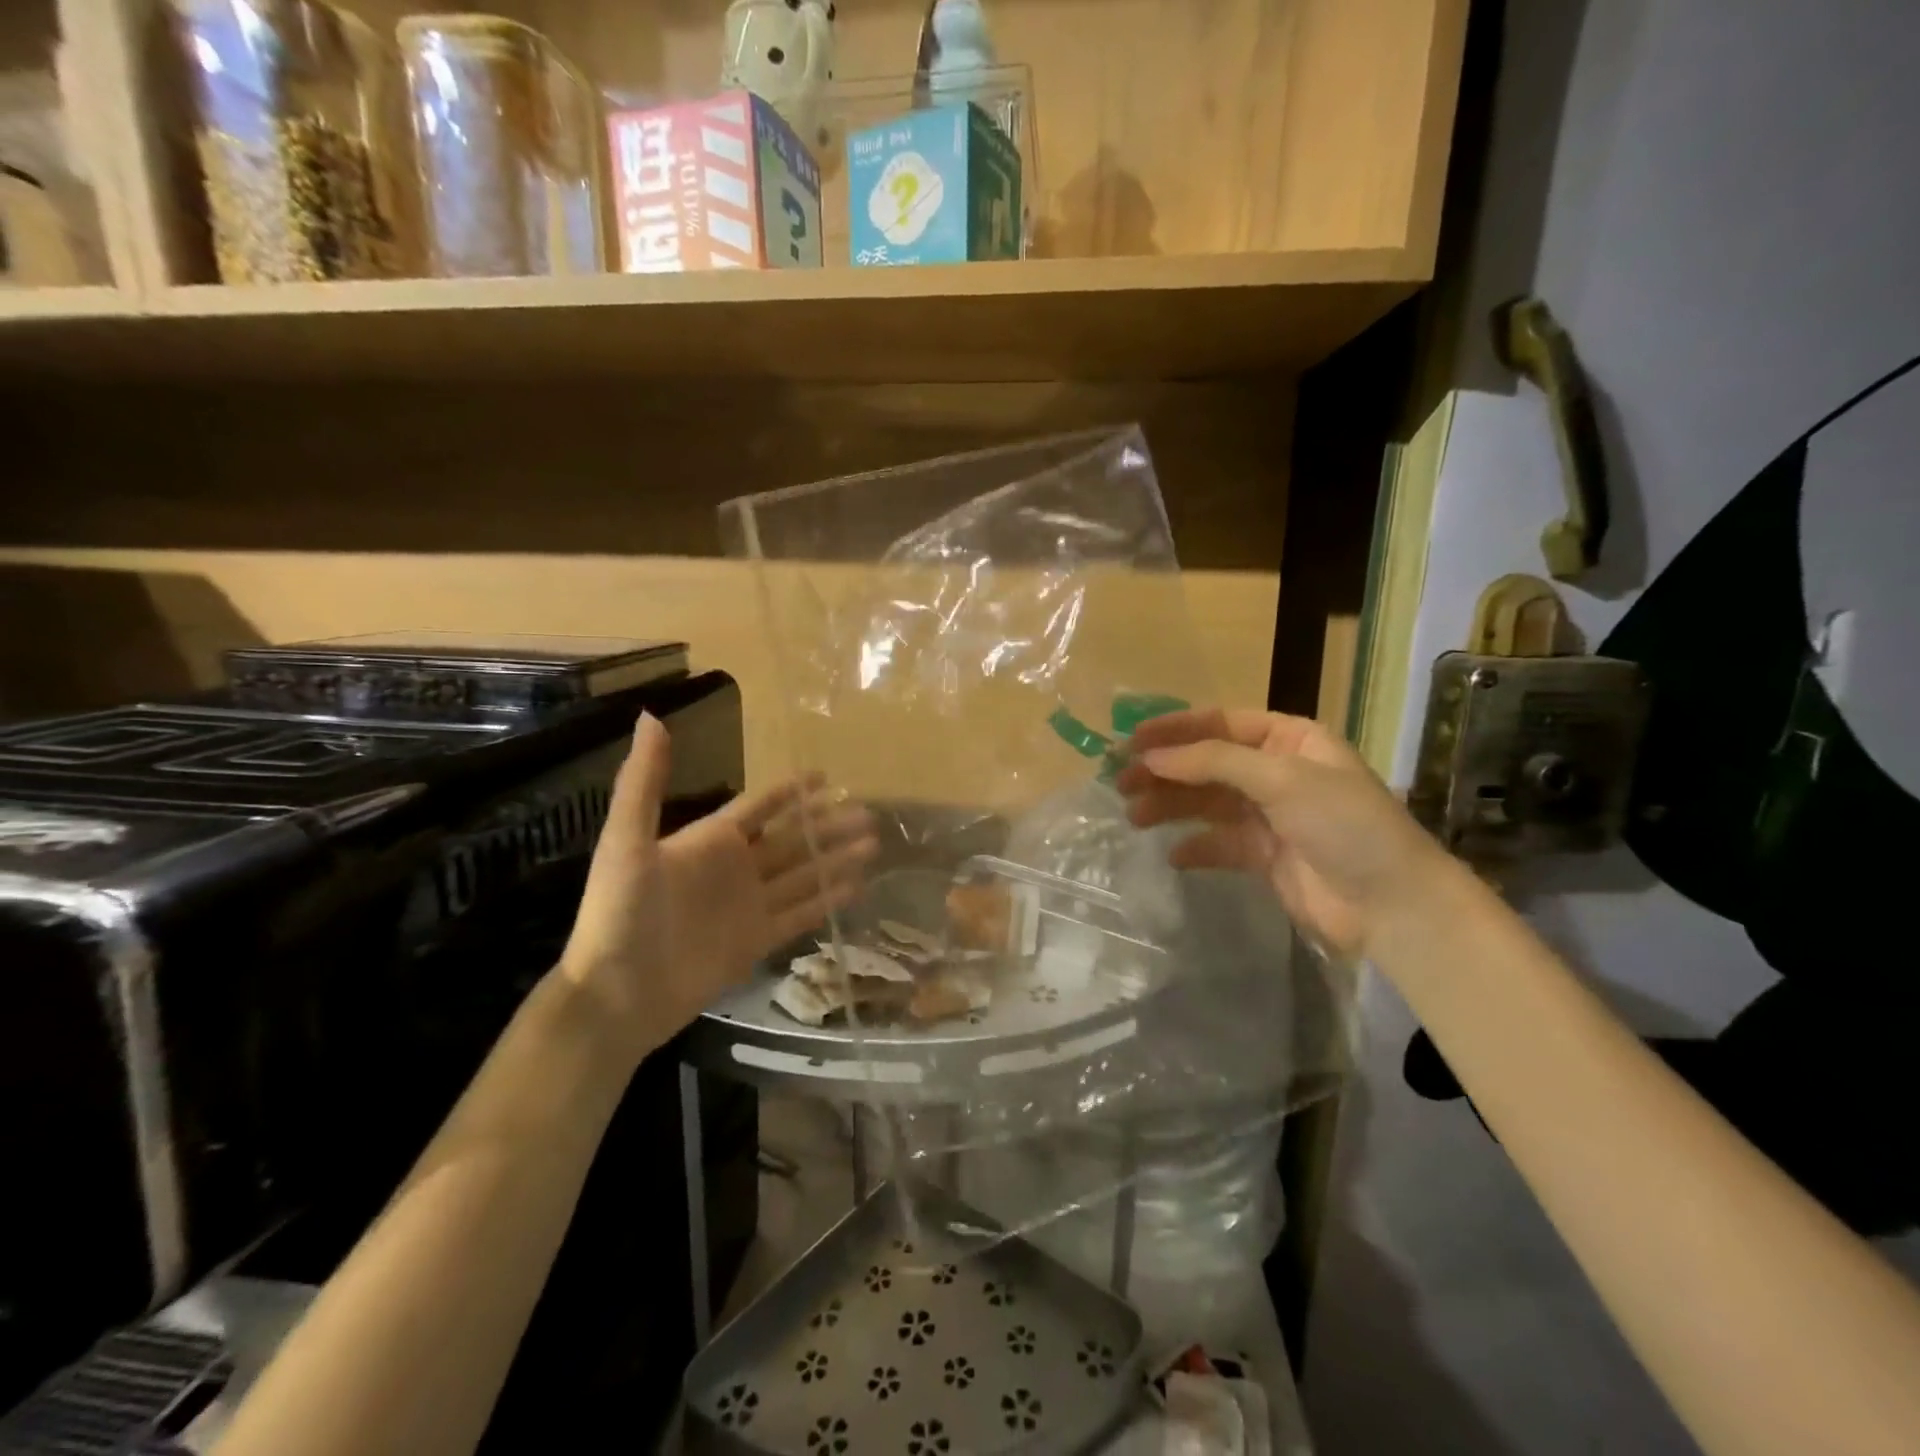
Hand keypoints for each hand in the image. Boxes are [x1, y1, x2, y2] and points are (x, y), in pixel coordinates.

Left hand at [559, 714, 876, 1055]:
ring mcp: (749, 906)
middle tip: (867, 813)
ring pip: (803, 874)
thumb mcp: (627, 840)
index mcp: (710, 841)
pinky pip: (800, 915)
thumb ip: (644, 782)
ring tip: (873, 846)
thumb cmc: (620, 912)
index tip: (826, 775)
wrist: (617, 993)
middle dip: (827, 825)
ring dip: (836, 859)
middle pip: (792, 839)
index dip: (792, 792)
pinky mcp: (757, 942)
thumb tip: (649, 715)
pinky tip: (857, 888)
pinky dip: (828, 902)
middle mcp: (735, 868)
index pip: (760, 806)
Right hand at [1114, 708, 1446, 960]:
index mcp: (1289, 739)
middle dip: (1164, 771)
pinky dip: (1195, 847)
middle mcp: (1276, 771)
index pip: (1220, 724)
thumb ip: (1214, 762)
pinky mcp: (1264, 855)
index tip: (1131, 741)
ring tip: (1133, 816)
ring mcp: (1269, 815)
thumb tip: (1152, 756)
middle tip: (1120, 782)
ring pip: (1207, 802)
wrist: (1392, 905)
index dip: (1174, 730)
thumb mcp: (1282, 779)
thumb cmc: (1344, 825)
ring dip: (1170, 806)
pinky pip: (1219, 843)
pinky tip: (1173, 855)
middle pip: (1207, 763)